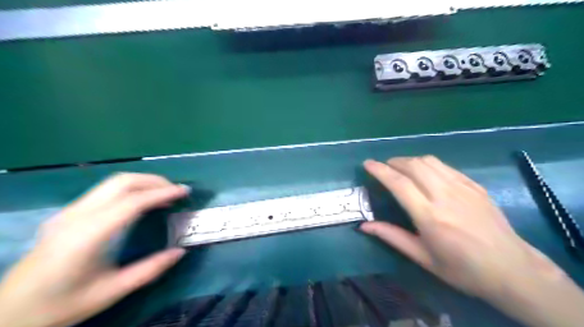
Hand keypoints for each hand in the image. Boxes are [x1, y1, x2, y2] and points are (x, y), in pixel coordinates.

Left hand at [0, 173, 189, 326]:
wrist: (7, 312)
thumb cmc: (60, 305)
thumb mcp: (110, 292)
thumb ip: (149, 270)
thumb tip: (180, 252)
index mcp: (87, 235)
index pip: (132, 201)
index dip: (162, 193)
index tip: (185, 191)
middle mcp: (76, 215)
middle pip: (122, 182)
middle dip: (154, 181)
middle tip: (176, 191)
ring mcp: (69, 212)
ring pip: (112, 182)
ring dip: (143, 183)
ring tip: (164, 194)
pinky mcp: (67, 213)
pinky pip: (105, 191)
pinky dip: (130, 189)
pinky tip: (141, 202)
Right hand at [361, 155, 583, 326]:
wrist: (512, 269)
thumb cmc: (462, 269)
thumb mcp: (422, 257)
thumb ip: (392, 237)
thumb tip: (364, 226)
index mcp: (430, 216)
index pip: (399, 183)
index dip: (380, 170)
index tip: (367, 164)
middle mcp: (445, 196)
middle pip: (413, 165)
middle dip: (393, 162)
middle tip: (384, 168)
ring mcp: (462, 188)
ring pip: (429, 161)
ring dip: (409, 160)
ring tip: (401, 168)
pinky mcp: (474, 185)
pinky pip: (445, 166)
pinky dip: (428, 164)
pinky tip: (425, 173)